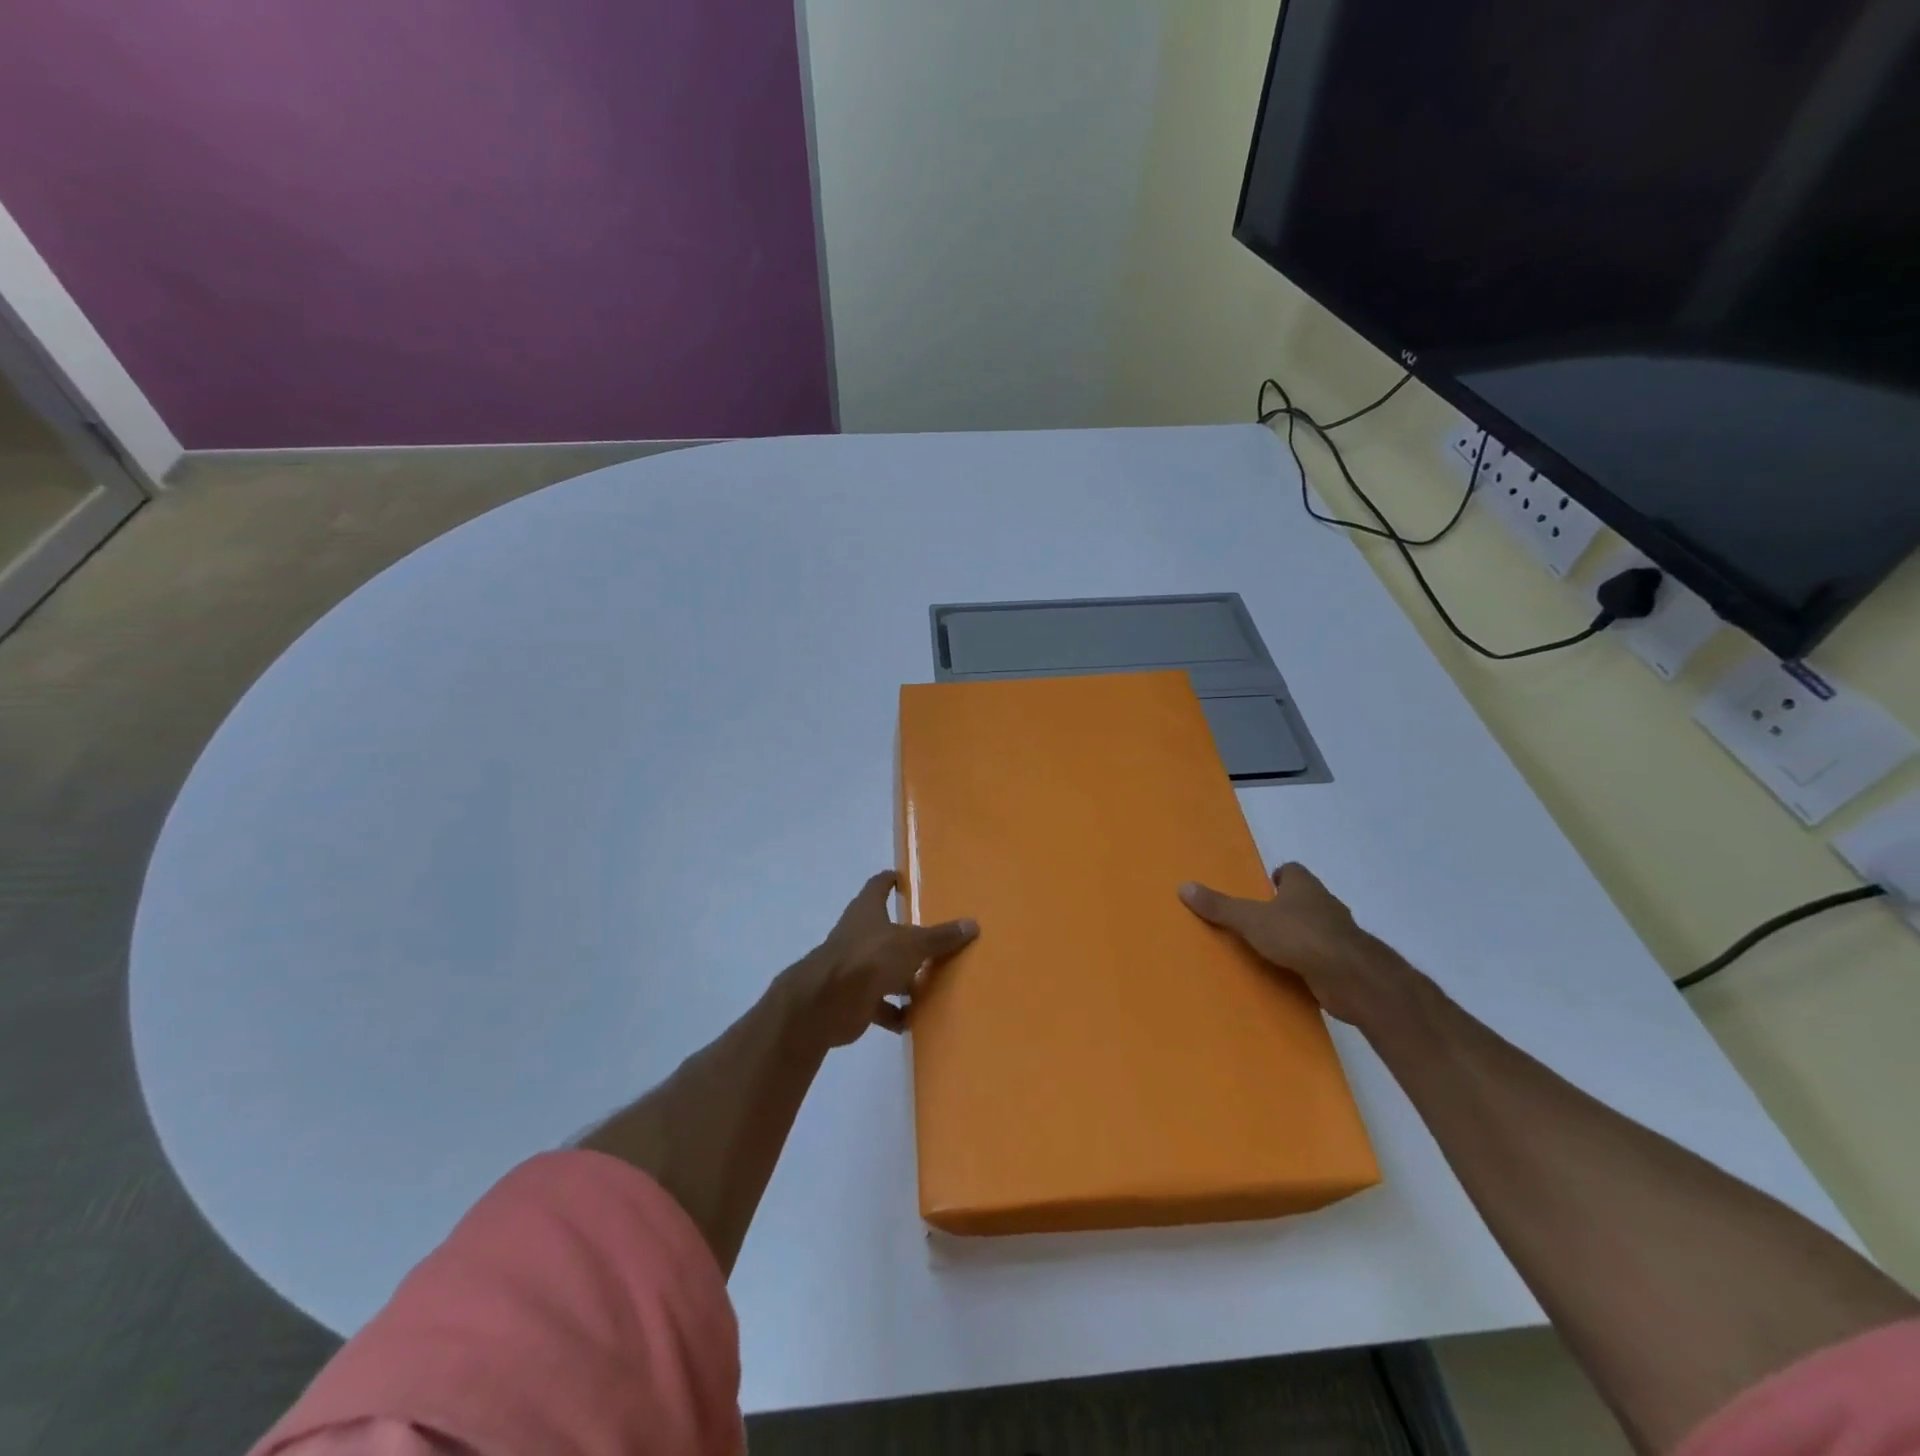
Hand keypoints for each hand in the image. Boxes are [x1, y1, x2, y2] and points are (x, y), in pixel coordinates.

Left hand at [783, 871, 977, 1047]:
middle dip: (905, 936)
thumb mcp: (912, 944)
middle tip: (933, 939)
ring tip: (931, 984)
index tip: (902, 878)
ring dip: (902, 978)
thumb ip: (941, 937)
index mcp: (867, 911)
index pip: (878, 886)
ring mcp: (854, 967)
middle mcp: (858, 935)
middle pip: (884, 930)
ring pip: (883, 969)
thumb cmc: (870, 958)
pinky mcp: (853, 998)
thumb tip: (972, 924)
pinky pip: (879, 1005)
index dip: (889, 881)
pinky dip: (895, 1012)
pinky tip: (914, 1019)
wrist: (827, 1002)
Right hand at [1179, 862, 1400, 1025]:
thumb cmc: (1300, 936)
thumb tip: (1183, 886)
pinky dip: (1309, 961)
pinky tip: (1291, 973)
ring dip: (1298, 935)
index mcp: (1304, 886)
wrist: (1351, 977)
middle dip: (1285, 907)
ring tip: (1271, 949)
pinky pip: (1322, 956)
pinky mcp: (1346, 962)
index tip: (1261, 889)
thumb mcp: (1250, 919)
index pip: (1292, 871)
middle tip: (1258, 920)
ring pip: (1315, 928)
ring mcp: (1340, 934)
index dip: (1278, 877)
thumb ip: (1219, 905)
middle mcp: (1326, 904)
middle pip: (1304, 898)